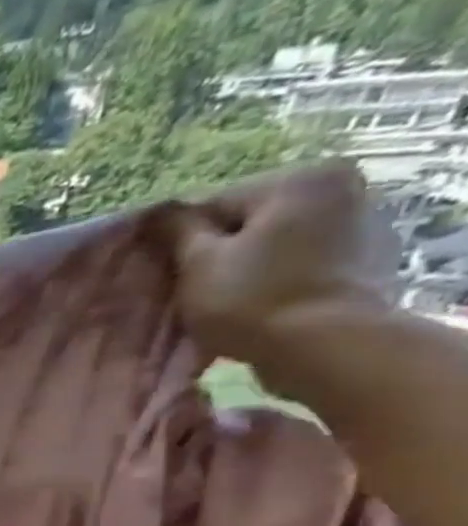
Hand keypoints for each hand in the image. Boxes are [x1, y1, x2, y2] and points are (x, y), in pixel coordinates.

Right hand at [170, 160, 389, 365]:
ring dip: (248, 266)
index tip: (170, 275)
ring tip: (228, 302)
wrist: (326, 346)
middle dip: (219, 252)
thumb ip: (176, 231)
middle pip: (249, 221)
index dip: (183, 243)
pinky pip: (304, 261)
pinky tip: (263, 305)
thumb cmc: (252, 299)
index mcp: (298, 179)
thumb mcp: (197, 263)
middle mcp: (341, 187)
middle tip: (196, 291)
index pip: (214, 206)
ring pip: (276, 242)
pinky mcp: (368, 258)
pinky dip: (279, 277)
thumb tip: (156, 214)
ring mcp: (363, 222)